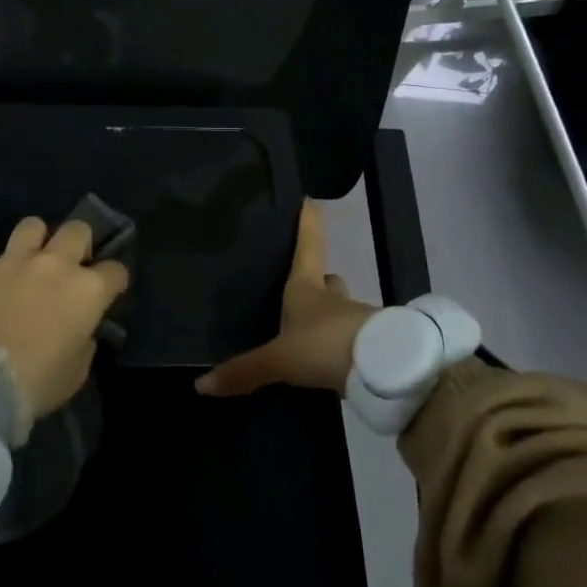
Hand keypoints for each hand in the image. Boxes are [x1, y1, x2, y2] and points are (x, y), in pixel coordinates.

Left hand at [0, 216, 129, 421]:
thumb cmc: (36, 381)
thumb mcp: (75, 372)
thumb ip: (83, 343)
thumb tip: (80, 331)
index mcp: (87, 290)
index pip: (115, 271)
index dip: (114, 281)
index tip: (109, 292)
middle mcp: (55, 264)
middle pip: (78, 230)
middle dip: (79, 245)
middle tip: (71, 267)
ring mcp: (14, 261)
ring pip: (32, 225)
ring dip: (35, 241)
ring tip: (30, 261)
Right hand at [196, 200, 376, 397]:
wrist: (385, 369)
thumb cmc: (324, 345)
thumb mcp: (279, 360)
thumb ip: (245, 371)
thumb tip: (201, 385)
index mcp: (306, 288)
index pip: (308, 246)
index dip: (307, 224)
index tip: (310, 201)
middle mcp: (333, 298)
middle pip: (328, 280)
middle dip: (319, 282)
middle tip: (305, 289)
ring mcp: (358, 319)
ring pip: (342, 311)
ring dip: (331, 318)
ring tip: (311, 335)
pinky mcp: (375, 345)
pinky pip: (355, 340)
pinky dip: (344, 346)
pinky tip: (332, 362)